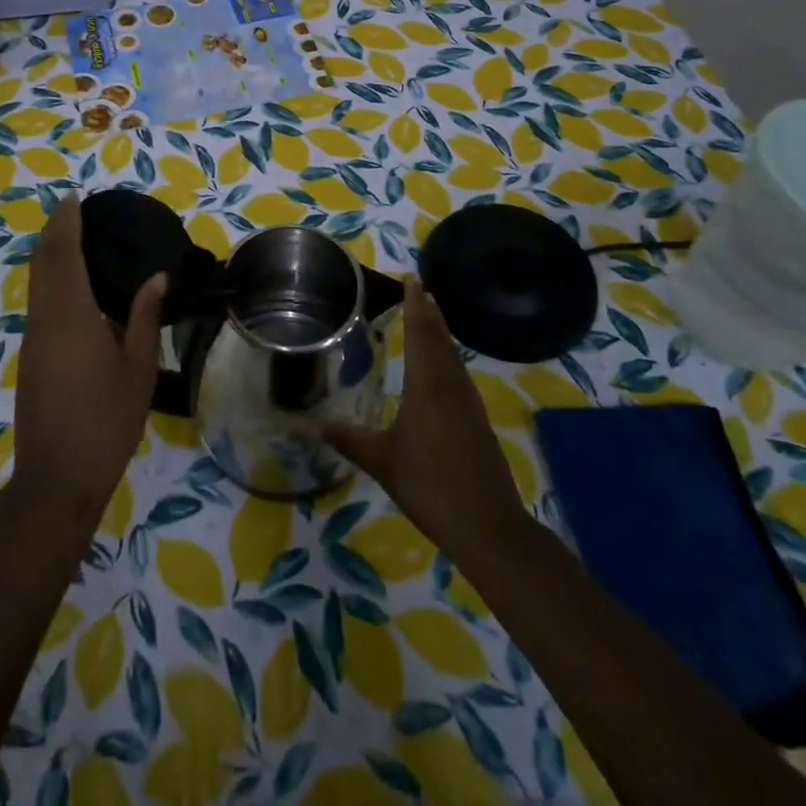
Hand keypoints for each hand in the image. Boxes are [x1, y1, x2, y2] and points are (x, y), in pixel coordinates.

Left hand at [11, 193, 165, 534]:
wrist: (57, 477)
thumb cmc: (106, 421)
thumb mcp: (138, 368)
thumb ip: (143, 317)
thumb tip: (157, 277)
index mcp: (71, 315)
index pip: (63, 253)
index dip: (66, 222)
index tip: (75, 198)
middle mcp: (44, 318)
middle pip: (42, 261)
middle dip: (54, 231)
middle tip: (76, 210)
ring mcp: (32, 338)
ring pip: (36, 282)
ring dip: (50, 254)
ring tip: (77, 239)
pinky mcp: (30, 356)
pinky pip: (38, 301)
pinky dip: (51, 279)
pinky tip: (74, 285)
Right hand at [323, 276, 525, 564]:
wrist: (489, 527)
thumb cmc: (430, 486)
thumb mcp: (382, 462)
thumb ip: (350, 439)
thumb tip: (316, 424)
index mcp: (427, 386)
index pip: (420, 333)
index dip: (415, 304)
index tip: (413, 278)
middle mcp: (450, 385)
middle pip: (440, 338)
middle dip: (429, 312)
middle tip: (419, 287)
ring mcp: (468, 402)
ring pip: (452, 356)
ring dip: (440, 332)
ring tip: (429, 315)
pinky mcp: (477, 420)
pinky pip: (458, 374)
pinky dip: (447, 357)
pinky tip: (441, 367)